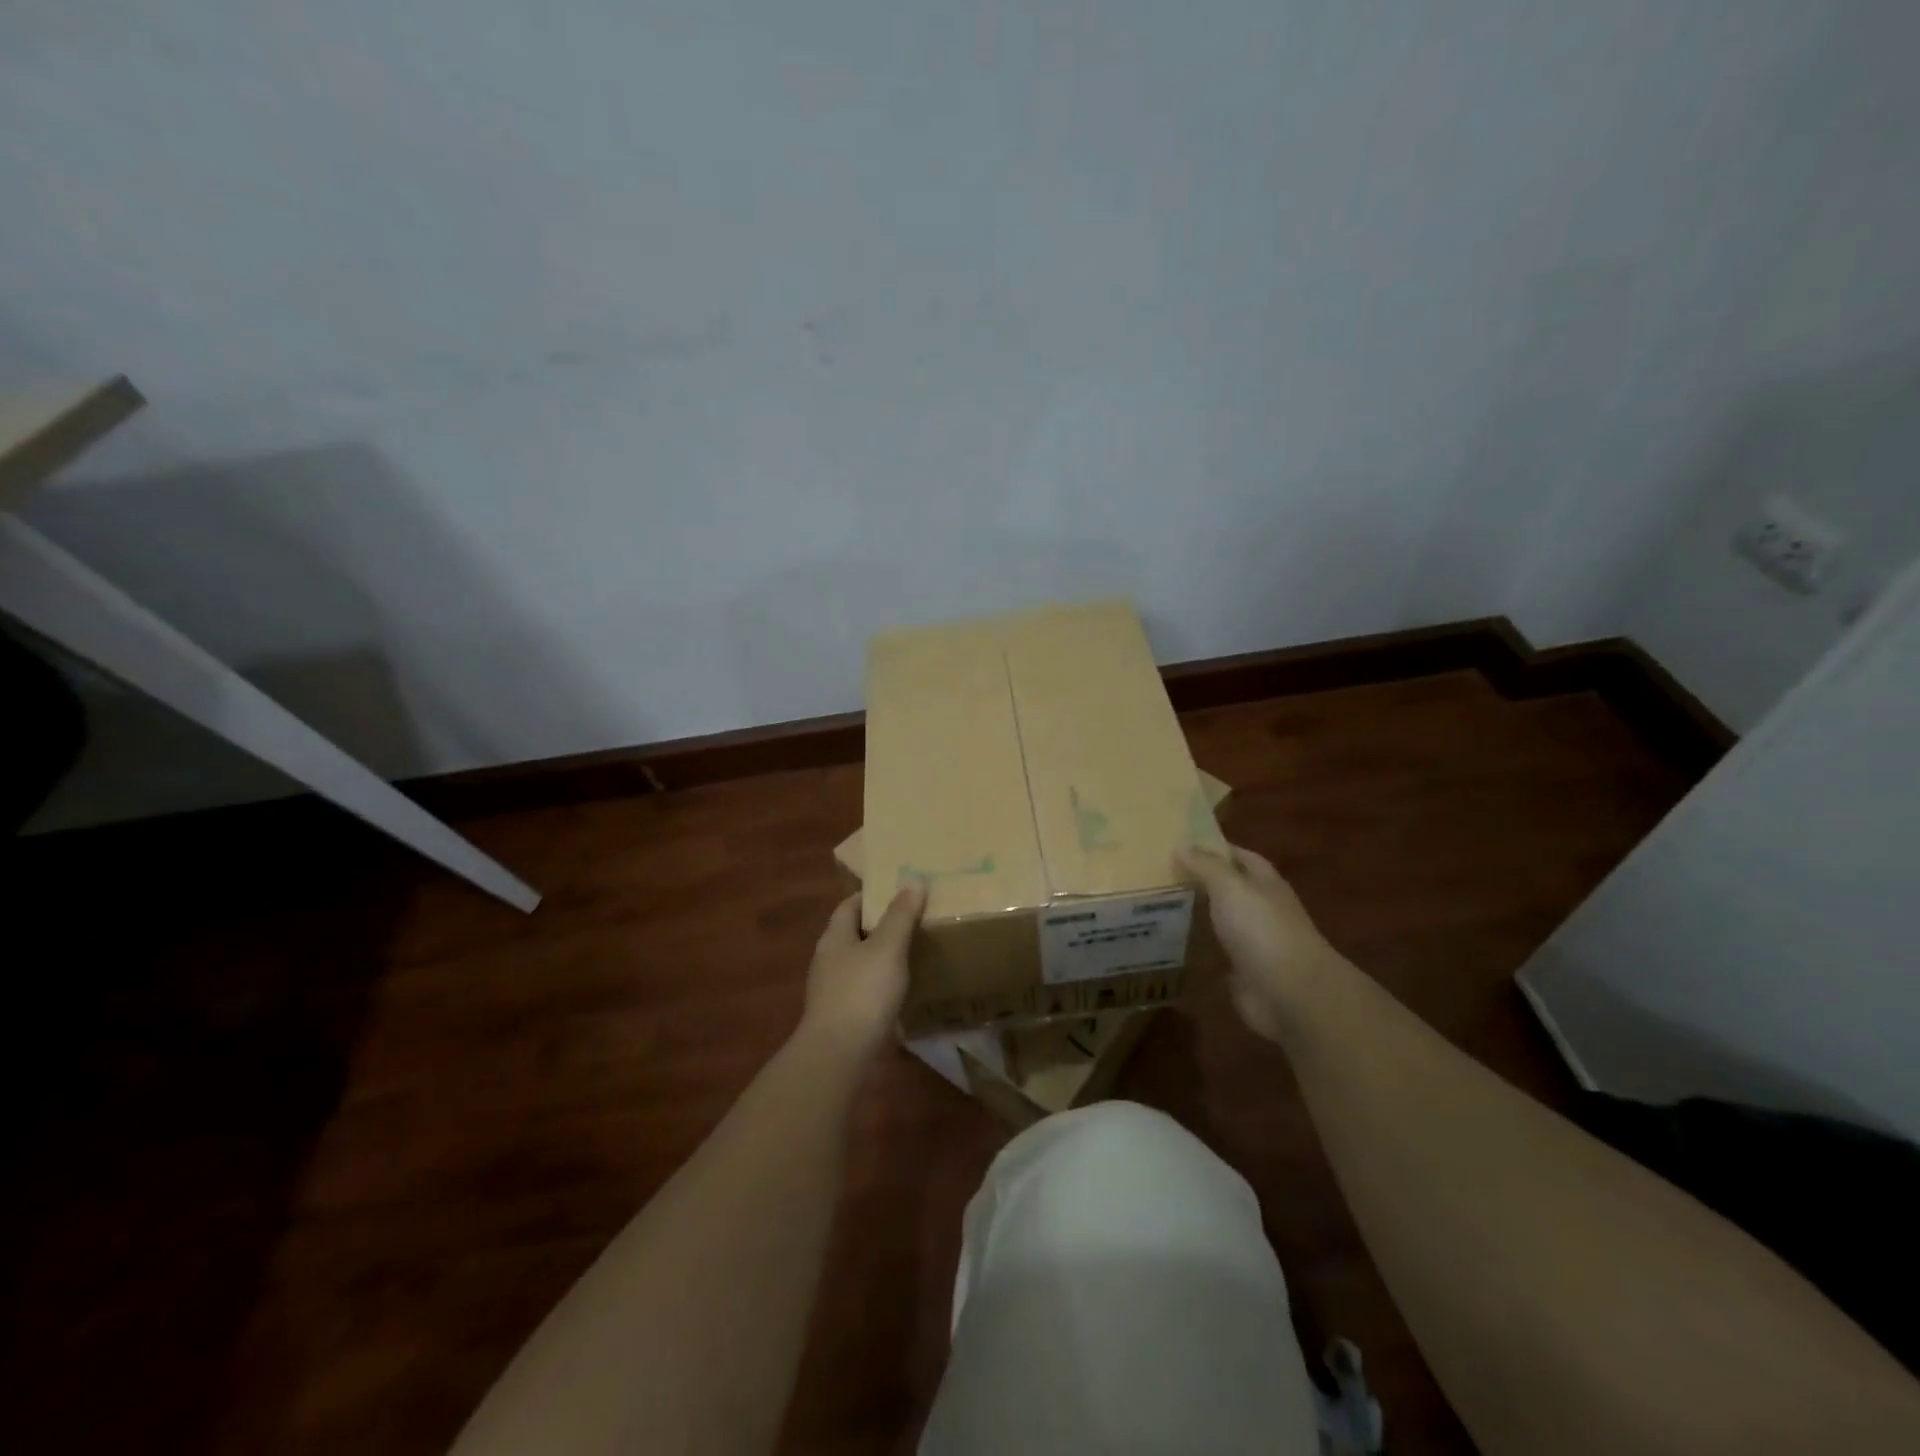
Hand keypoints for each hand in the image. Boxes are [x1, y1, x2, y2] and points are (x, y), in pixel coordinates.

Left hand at [799, 882, 926, 1060]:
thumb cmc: (862, 992)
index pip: (850, 905)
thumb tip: (913, 879)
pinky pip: (866, 993)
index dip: (872, 896)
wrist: (839, 1056)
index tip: (900, 891)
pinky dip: (883, 988)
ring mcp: (833, 992)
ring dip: (883, 959)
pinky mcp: (844, 1018)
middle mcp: (829, 961)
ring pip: (861, 965)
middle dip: (881, 927)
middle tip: (915, 920)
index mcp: (834, 937)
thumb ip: (901, 915)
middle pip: (855, 934)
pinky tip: (904, 992)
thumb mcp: (887, 947)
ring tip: (915, 954)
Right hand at [1176, 842, 1346, 1042]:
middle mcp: (1263, 910)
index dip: (1216, 849)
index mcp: (1266, 884)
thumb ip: (1206, 866)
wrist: (1289, 993)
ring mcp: (1256, 944)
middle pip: (1231, 890)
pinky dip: (1200, 950)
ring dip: (1200, 917)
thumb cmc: (1261, 928)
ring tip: (1160, 908)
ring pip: (1223, 922)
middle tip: (1162, 876)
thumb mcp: (1229, 886)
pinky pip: (1218, 955)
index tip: (1183, 845)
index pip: (1241, 857)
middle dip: (1203, 883)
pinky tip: (1173, 945)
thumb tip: (1182, 846)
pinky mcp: (1245, 974)